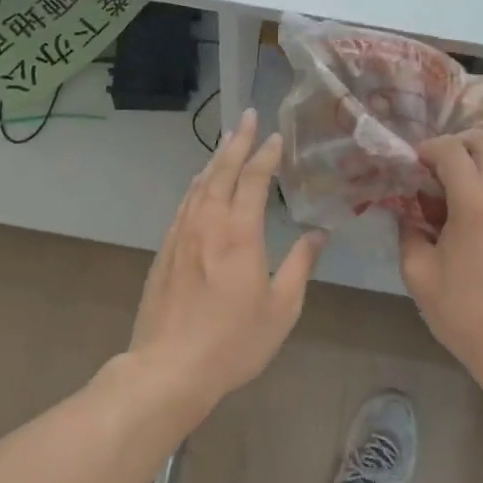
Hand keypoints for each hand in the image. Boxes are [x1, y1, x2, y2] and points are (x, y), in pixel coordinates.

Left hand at [127, 109, 325, 421]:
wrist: (168, 367)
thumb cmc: (233, 341)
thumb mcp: (281, 309)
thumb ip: (300, 266)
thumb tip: (318, 234)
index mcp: (239, 233)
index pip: (253, 179)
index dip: (265, 154)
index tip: (275, 136)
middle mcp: (207, 223)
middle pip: (221, 170)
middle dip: (237, 141)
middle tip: (247, 116)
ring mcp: (181, 234)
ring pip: (199, 184)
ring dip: (215, 159)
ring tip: (227, 142)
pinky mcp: (164, 250)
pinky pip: (184, 204)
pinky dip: (197, 185)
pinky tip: (200, 185)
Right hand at [399, 131, 482, 389]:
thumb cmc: (464, 313)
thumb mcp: (418, 273)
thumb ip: (408, 232)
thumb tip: (407, 212)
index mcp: (474, 199)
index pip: (451, 149)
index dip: (428, 149)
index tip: (415, 165)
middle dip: (458, 146)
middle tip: (439, 171)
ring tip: (470, 186)